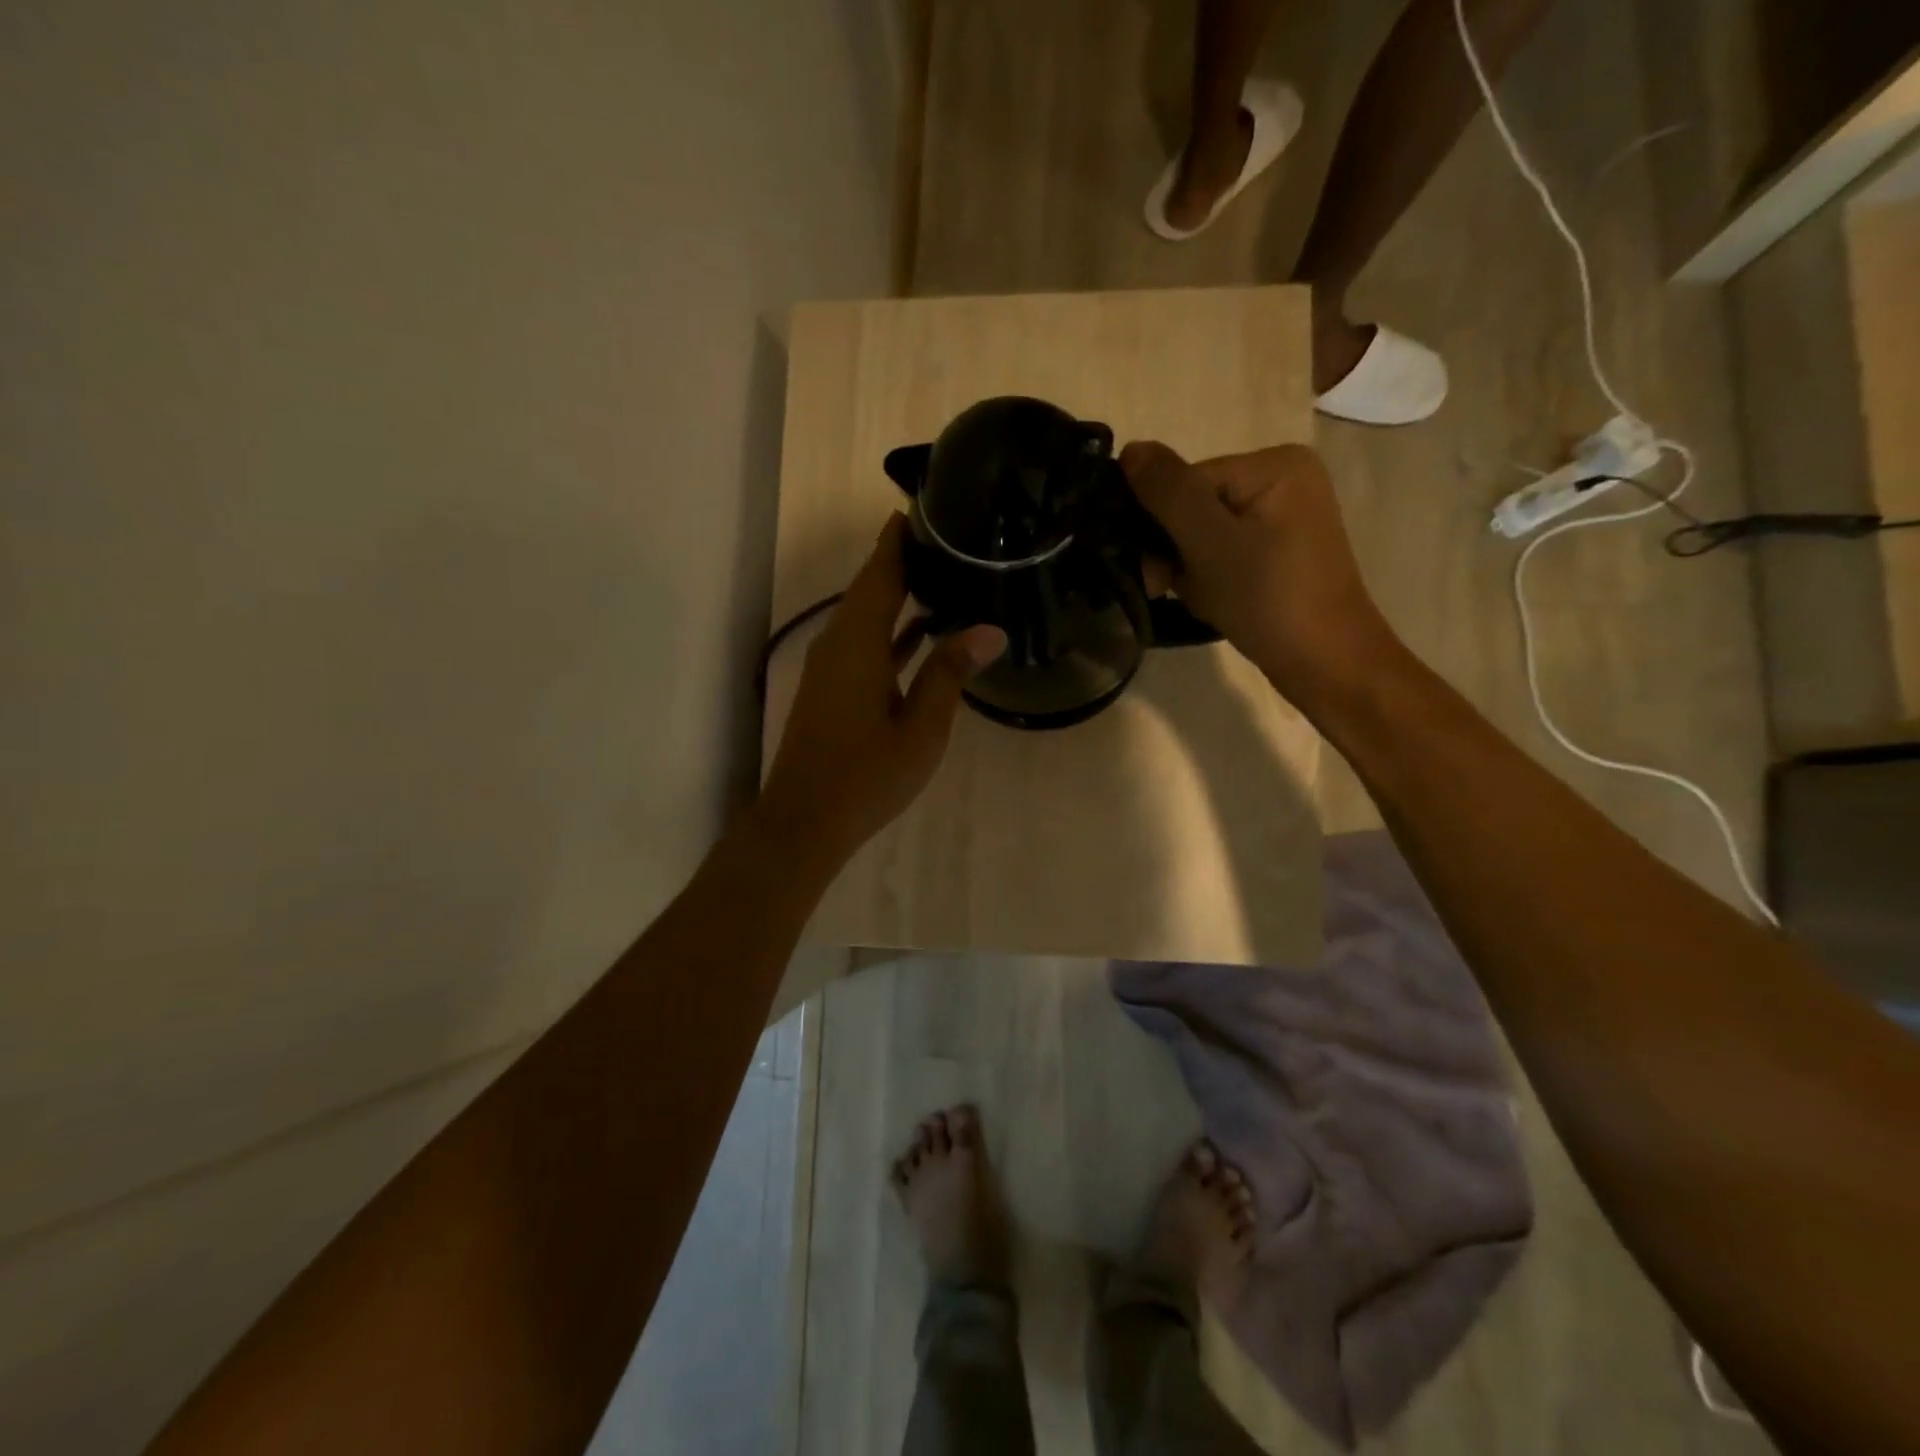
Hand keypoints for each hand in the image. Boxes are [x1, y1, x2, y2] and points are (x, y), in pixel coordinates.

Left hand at [759, 516, 1005, 865]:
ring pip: (866, 616)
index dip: (899, 539)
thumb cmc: (867, 774)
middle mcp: (837, 643)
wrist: (805, 820)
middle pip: (871, 587)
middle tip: (948, 536)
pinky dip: (890, 630)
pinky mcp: (830, 689)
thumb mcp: (921, 727)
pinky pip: (863, 642)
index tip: (925, 507)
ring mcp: (830, 667)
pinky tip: (921, 632)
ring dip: (897, 594)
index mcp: (857, 642)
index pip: (880, 572)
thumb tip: (989, 630)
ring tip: (942, 573)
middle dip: (903, 559)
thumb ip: (950, 673)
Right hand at [1121, 440, 1401, 710]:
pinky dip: (1210, 579)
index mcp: (1275, 464)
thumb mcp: (1211, 542)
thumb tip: (1130, 449)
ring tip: (1203, 599)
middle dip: (1176, 550)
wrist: (1326, 664)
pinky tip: (1215, 602)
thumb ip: (1169, 492)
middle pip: (1195, 506)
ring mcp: (1285, 517)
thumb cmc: (1269, 599)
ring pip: (1204, 534)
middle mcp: (1283, 479)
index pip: (1187, 481)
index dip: (1162, 525)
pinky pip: (1225, 553)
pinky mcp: (1281, 551)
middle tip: (1171, 589)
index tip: (1157, 574)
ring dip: (1190, 570)